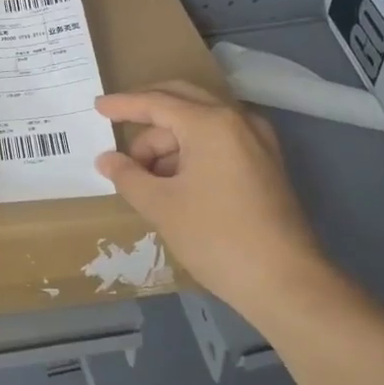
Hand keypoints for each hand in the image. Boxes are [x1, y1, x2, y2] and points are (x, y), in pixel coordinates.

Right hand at [93, 81, 333, 321]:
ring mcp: (257, 140)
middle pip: (182, 101)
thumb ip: (128, 176)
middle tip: (118, 130)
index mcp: (211, 122)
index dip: (123, 105)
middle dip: (148, 116)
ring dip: (169, 141)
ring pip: (201, 124)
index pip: (157, 102)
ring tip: (144, 175)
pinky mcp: (266, 163)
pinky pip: (219, 141)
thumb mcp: (161, 206)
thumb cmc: (216, 237)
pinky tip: (173, 180)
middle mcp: (237, 120)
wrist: (286, 283)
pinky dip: (192, 151)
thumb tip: (107, 160)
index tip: (97, 106)